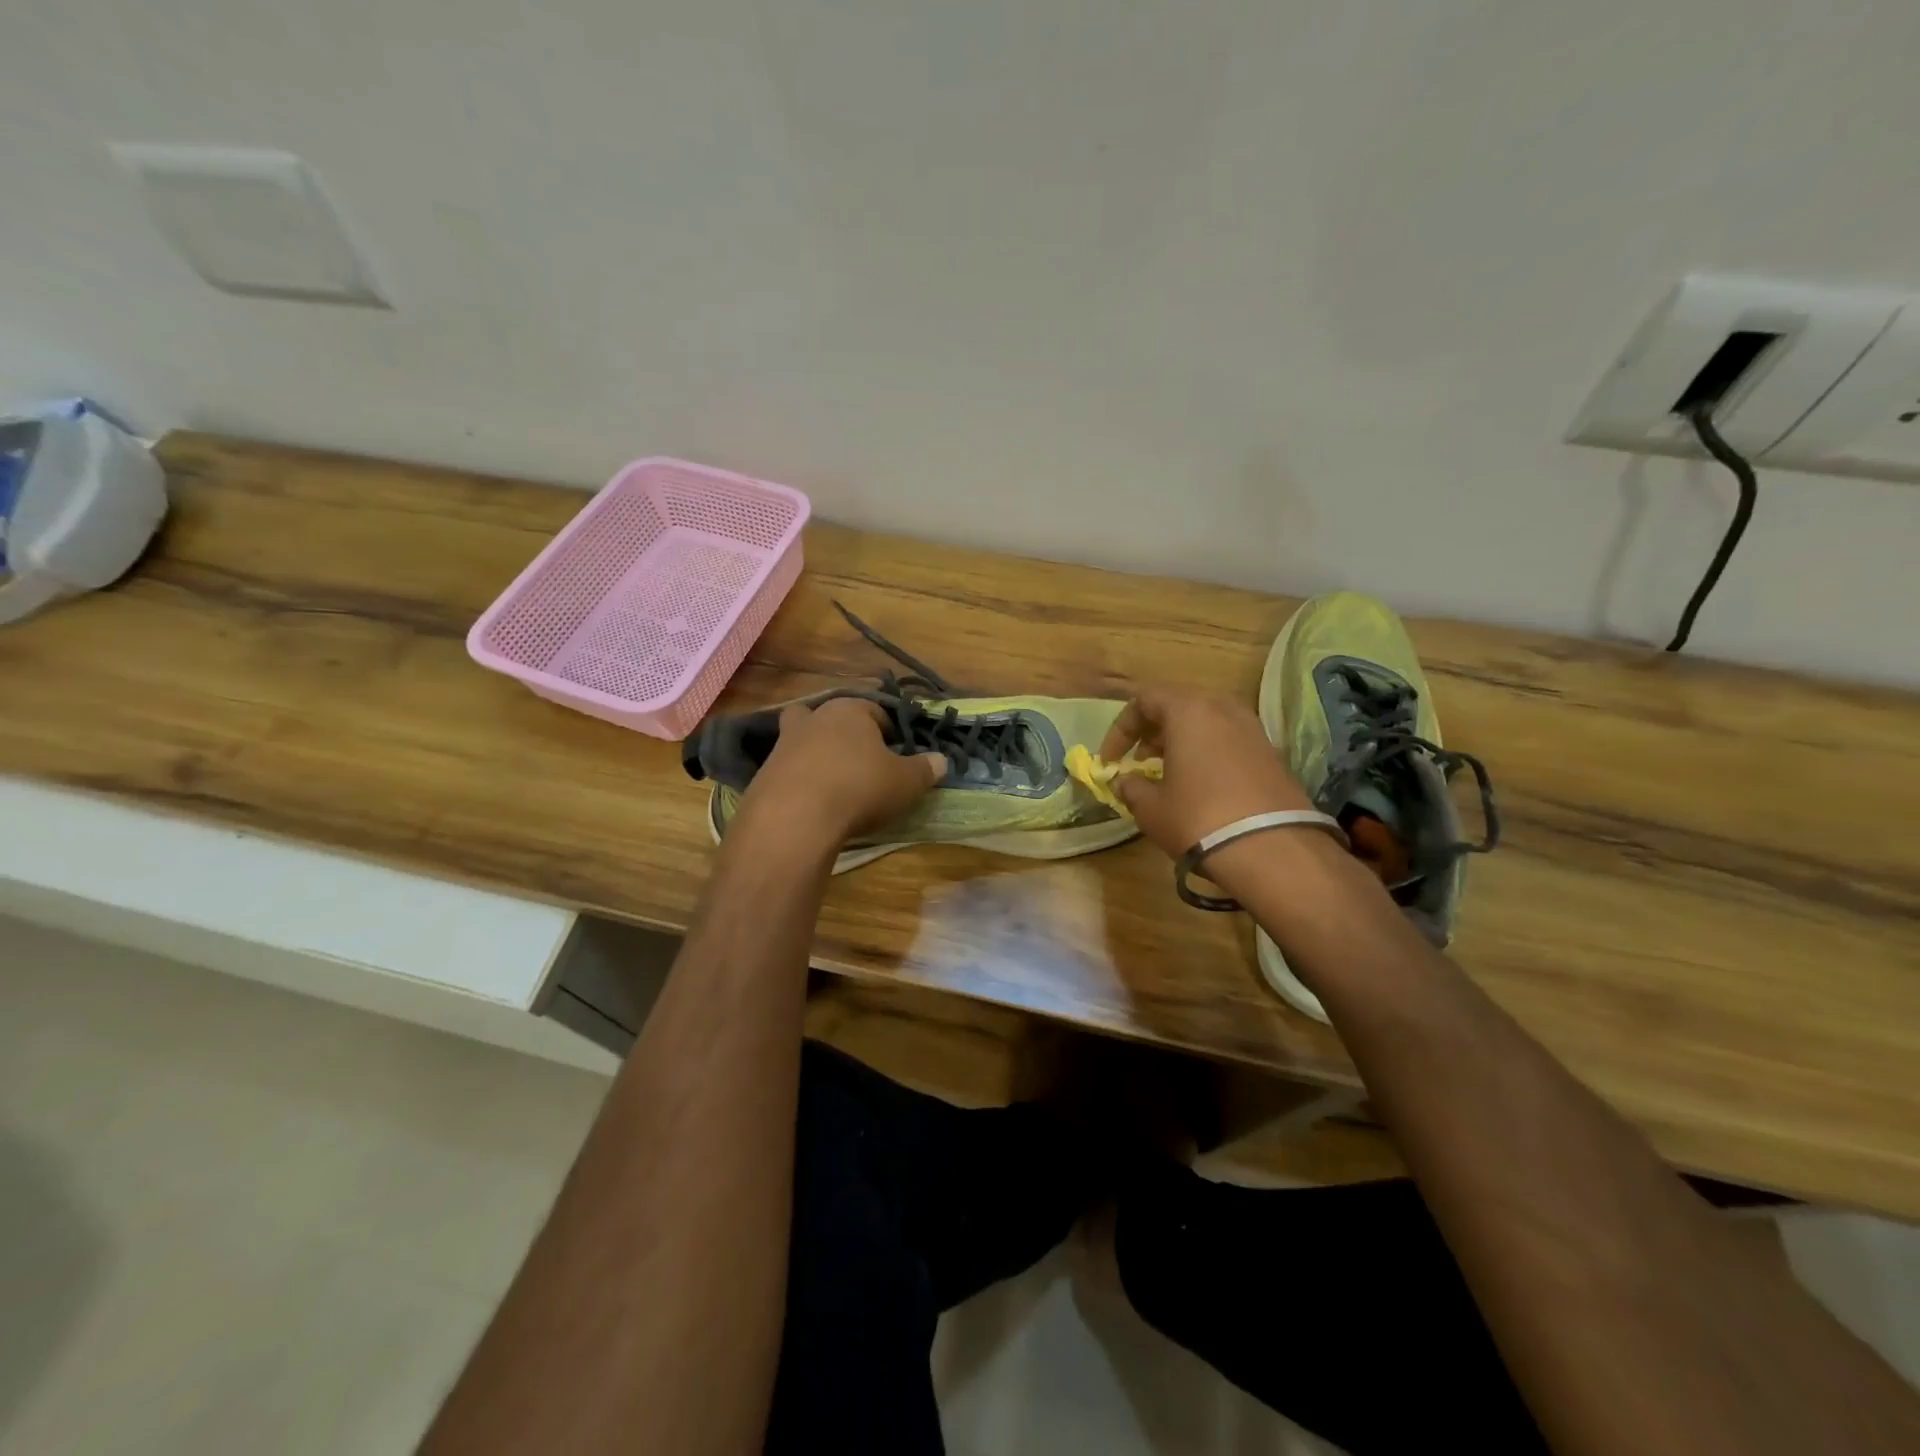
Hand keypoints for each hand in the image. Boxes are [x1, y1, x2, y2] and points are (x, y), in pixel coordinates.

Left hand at [737, 697, 946, 851]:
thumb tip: (940, 761)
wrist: (794, 818)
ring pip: (805, 741)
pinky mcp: (763, 772)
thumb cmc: (859, 788)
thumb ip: (925, 769)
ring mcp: (784, 744)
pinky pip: (788, 770)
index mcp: (850, 710)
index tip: (896, 754)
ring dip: (818, 756)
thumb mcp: (905, 782)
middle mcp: (814, 718)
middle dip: (845, 735)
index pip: (875, 710)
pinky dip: (800, 781)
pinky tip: (812, 803)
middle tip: (861, 763)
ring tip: (835, 784)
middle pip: (832, 718)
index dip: (888, 731)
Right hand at [1099, 690, 1314, 859]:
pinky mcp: (1271, 753)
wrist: (1273, 850)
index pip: (1144, 701)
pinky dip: (1207, 753)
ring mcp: (1252, 729)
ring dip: (1180, 742)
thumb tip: (1125, 782)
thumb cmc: (1199, 819)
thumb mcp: (1151, 808)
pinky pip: (1228, 741)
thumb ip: (1131, 787)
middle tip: (1138, 761)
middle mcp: (1223, 708)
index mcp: (1189, 710)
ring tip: (1167, 774)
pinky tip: (1200, 786)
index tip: (1110, 760)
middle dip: (1152, 732)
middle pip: (1177, 706)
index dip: (1120, 729)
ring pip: (1206, 722)